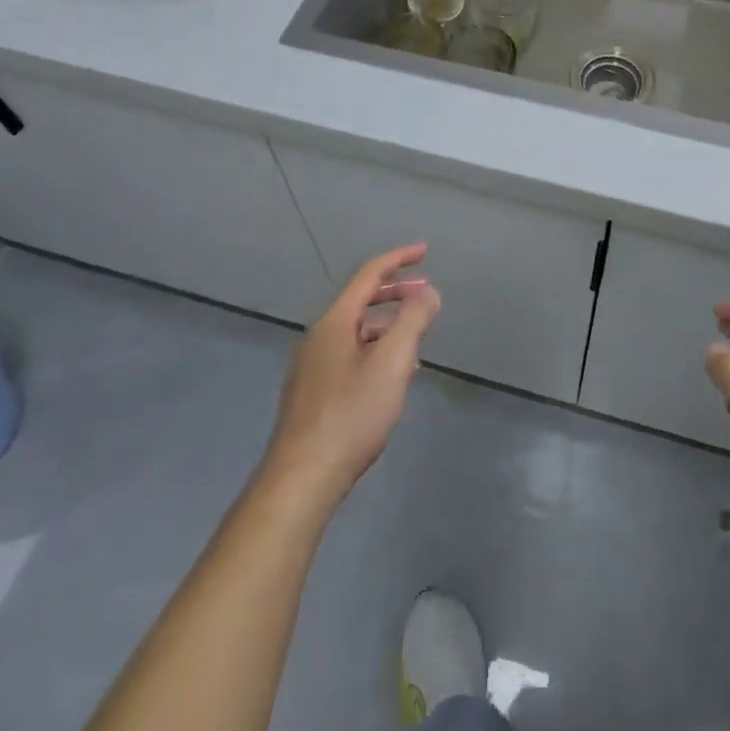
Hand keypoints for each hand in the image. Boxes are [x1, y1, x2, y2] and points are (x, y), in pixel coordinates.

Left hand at [261, 244, 440, 505]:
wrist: (302, 479)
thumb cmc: (351, 415)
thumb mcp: (392, 363)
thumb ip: (413, 322)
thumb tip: (428, 293)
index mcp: (334, 323)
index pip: (369, 275)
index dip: (398, 259)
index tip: (424, 251)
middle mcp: (318, 337)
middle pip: (360, 301)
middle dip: (395, 293)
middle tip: (426, 295)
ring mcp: (311, 366)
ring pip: (356, 331)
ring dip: (388, 326)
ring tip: (417, 341)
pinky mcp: (312, 394)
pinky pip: (349, 355)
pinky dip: (375, 351)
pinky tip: (392, 377)